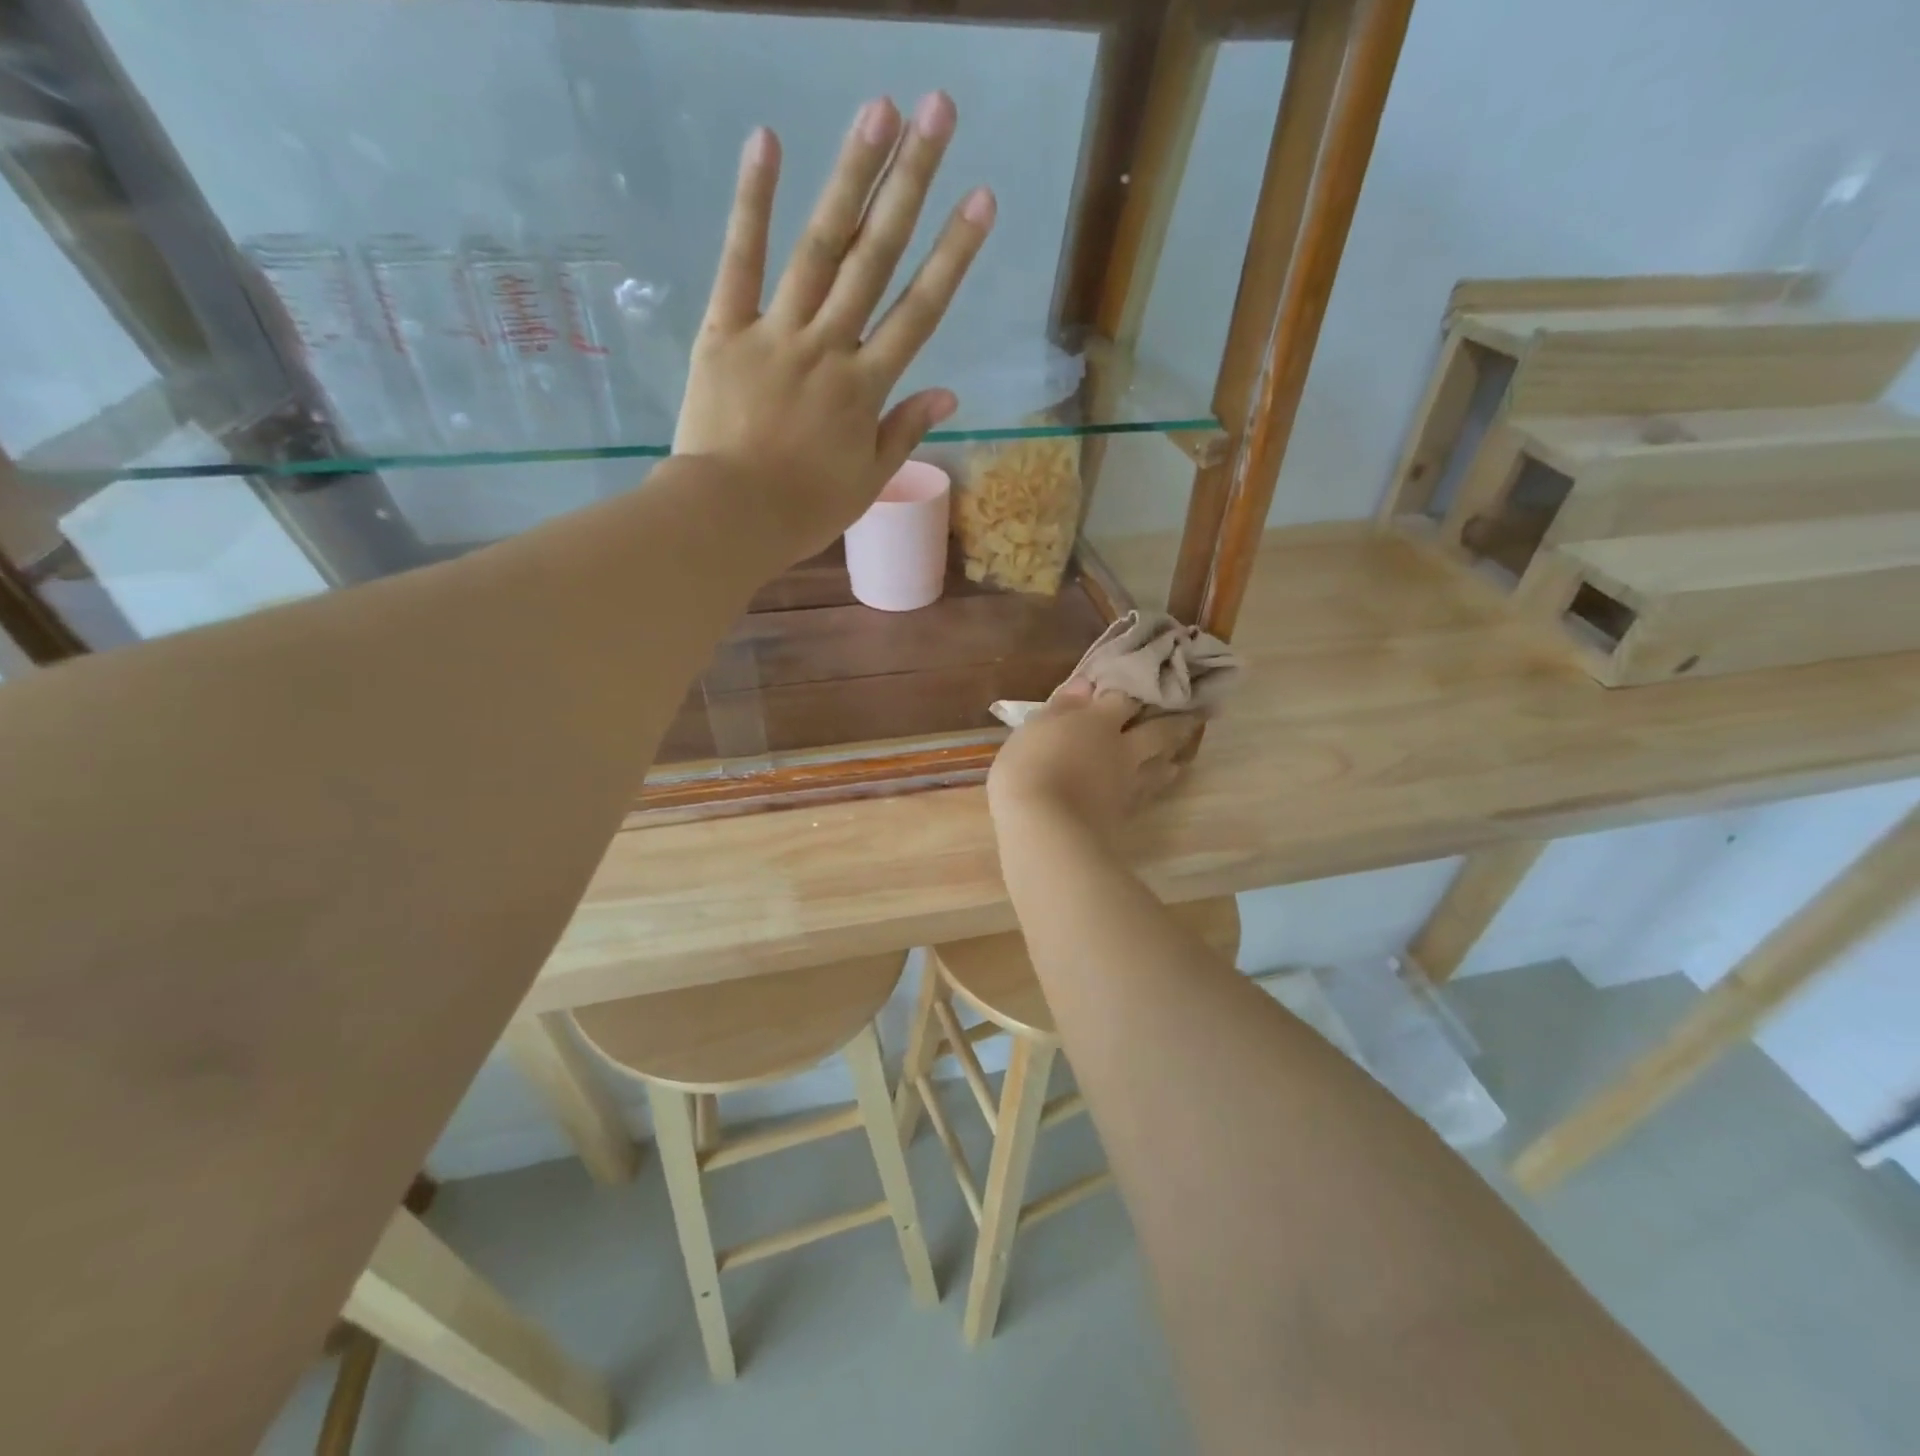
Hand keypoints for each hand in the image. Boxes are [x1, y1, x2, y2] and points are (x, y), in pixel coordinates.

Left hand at [674, 93, 995, 561]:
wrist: (729, 517)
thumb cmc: (803, 510)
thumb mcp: (866, 481)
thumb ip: (904, 431)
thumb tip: (948, 393)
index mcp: (865, 389)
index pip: (919, 312)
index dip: (953, 254)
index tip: (982, 198)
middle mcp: (828, 347)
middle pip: (876, 258)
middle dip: (911, 183)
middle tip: (939, 112)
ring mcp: (775, 332)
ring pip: (820, 247)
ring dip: (851, 176)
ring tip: (879, 109)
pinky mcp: (725, 330)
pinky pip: (739, 261)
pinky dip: (752, 202)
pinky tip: (768, 141)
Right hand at [987, 680, 1200, 842]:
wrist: (1044, 828)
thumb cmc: (1028, 768)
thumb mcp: (1034, 729)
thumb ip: (1061, 707)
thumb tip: (1085, 686)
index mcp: (1099, 722)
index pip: (1124, 698)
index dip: (1133, 690)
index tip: (1144, 684)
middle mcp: (1123, 749)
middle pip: (1159, 732)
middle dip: (1176, 723)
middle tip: (1195, 717)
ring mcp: (1128, 784)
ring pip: (1161, 767)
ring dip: (1172, 758)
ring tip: (1178, 757)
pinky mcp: (1125, 815)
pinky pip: (1148, 795)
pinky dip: (1154, 788)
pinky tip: (1152, 788)